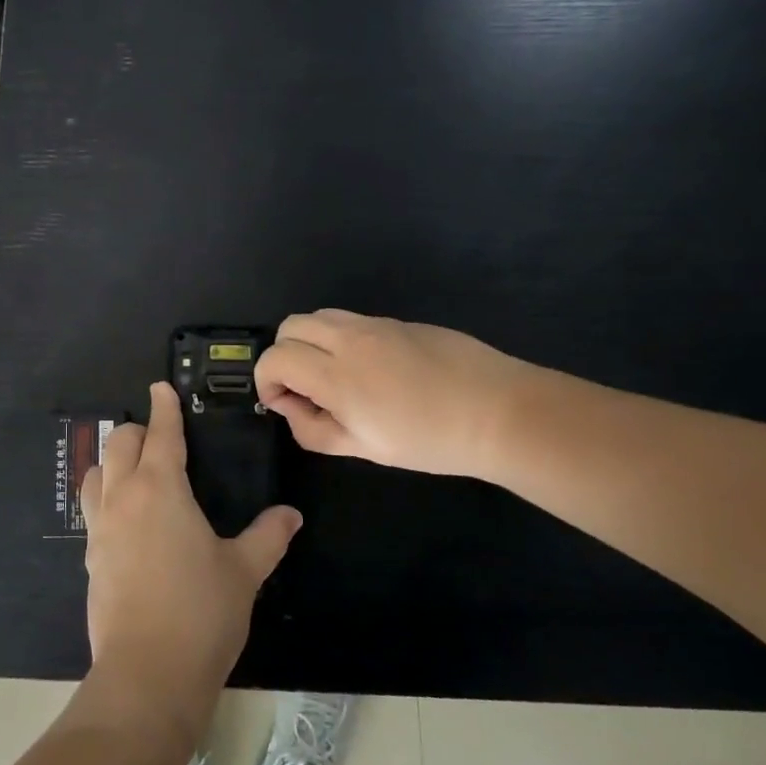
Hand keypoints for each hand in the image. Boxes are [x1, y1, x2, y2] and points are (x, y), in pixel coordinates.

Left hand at [80, 383, 302, 738]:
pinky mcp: (91, 558)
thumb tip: (291, 514)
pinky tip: (125, 519)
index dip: (163, 408)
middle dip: (137, 430)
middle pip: (119, 444)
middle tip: (158, 435)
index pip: (160, 433)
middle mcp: (124, 498)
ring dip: (112, 461)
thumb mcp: (244, 571)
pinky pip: (93, 510)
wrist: (147, 674)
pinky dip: (105, 498)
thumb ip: (268, 536)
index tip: (161, 388)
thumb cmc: (201, 612)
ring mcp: (101, 528)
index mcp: (161, 488)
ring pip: (96, 473)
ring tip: (133, 470)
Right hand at [254, 309, 537, 479]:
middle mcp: (349, 339)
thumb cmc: (430, 441)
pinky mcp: (398, 320)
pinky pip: (351, 320)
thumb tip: (289, 408)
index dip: (266, 379)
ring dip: (310, 341)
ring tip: (332, 375)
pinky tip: (368, 369)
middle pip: (290, 326)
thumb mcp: (365, 448)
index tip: (282, 403)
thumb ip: (314, 430)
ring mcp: (375, 324)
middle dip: (283, 355)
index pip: (275, 357)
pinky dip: (339, 338)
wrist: (499, 411)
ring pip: (319, 316)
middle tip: (303, 388)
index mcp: (337, 375)